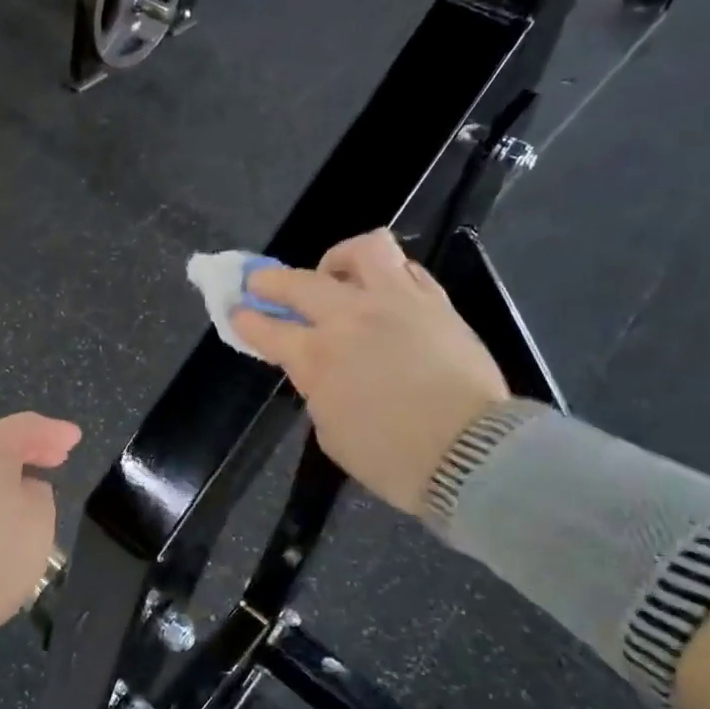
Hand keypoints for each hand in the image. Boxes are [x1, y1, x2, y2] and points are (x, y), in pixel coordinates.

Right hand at [231, 230, 508, 514]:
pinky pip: (406, 269)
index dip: (246, 320)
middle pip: (300, 282)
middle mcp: (352, 318)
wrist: (472, 455)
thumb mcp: (332, 432)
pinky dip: (386, 274)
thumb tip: (322, 370)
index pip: (268, 330)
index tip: (237, 311)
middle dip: (270, 281)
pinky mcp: (435, 303)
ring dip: (339, 259)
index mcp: (318, 357)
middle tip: (262, 284)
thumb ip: (319, 390)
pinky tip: (383, 293)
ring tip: (337, 277)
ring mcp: (397, 303)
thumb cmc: (392, 458)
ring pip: (364, 250)